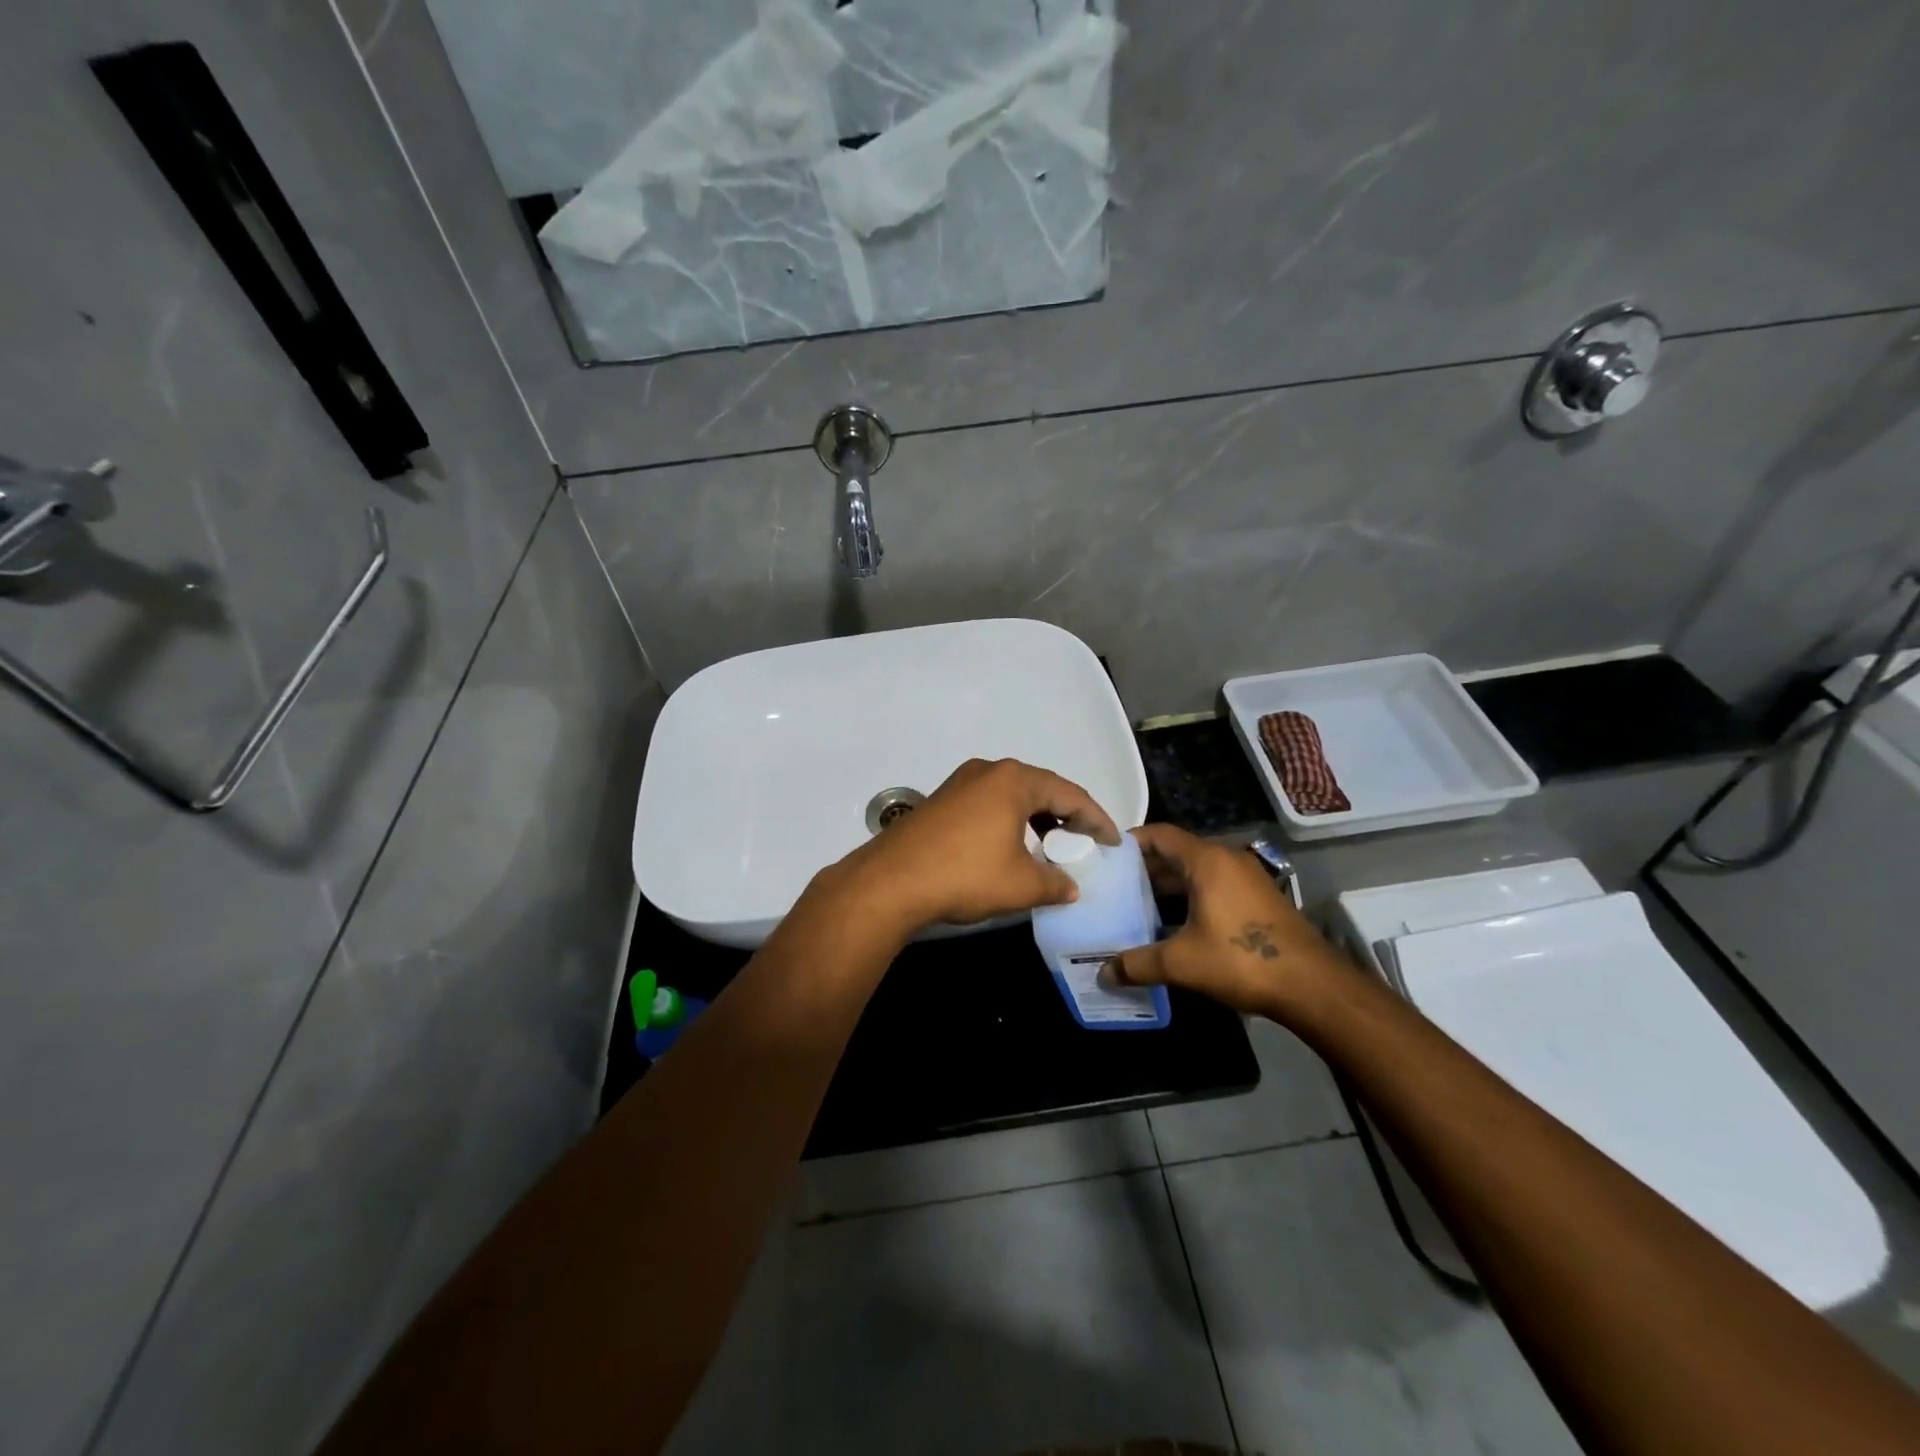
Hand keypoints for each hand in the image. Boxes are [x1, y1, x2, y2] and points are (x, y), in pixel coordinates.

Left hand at [826, 758, 1120, 934]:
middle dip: (1067, 815)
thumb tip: (1070, 888)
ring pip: (1013, 795)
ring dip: (1037, 819)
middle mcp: (989, 770)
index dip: (1097, 819)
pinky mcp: (942, 799)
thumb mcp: (1021, 885)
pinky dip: (1010, 820)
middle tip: (1086, 842)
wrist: (891, 881)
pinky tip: (1012, 846)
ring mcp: (961, 782)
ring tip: (1053, 846)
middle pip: (1041, 788)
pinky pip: (989, 803)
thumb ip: (1055, 884)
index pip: (1071, 794)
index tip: (1114, 842)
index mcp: (1014, 780)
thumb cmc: (965, 875)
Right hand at [1104, 823, 1344, 1015]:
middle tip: (1112, 886)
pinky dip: (1189, 897)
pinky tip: (1172, 924)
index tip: (1104, 857)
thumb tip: (1103, 973)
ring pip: (1196, 871)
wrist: (1313, 986)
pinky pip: (1213, 886)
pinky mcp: (1257, 899)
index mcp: (1207, 861)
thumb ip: (1138, 964)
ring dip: (1167, 885)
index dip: (1130, 842)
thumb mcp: (1182, 963)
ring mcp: (1246, 879)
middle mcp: (1227, 860)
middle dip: (1144, 868)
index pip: (1159, 834)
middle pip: (1176, 852)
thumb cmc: (1242, 960)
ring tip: (1135, 906)